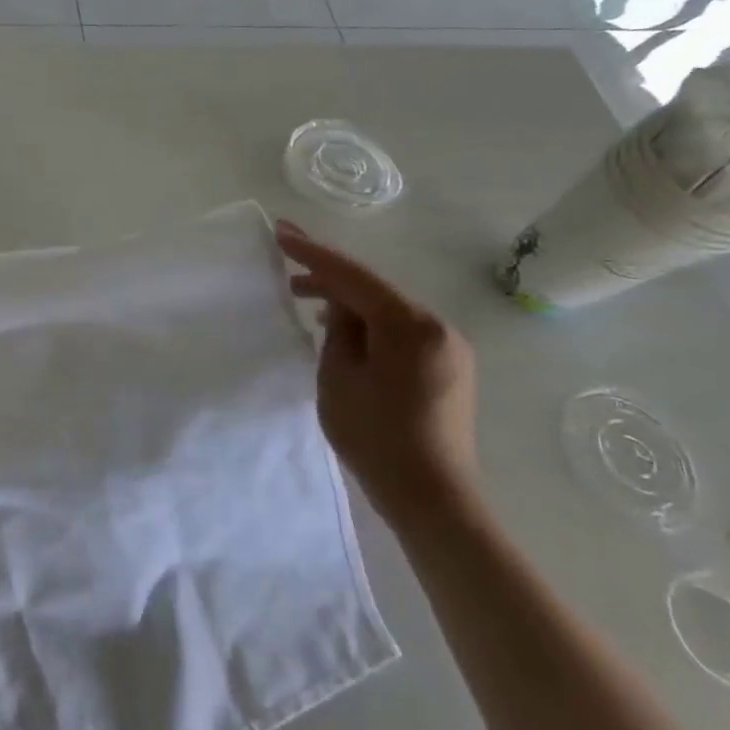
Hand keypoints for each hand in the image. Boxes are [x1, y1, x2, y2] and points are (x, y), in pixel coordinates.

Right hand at [276, 220, 479, 530]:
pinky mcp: (449, 369)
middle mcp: (438, 327)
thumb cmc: (376, 436)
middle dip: (330, 280)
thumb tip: (340, 307)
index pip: (353, 276)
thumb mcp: (339, 376)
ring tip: (308, 308)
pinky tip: (345, 335)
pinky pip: (402, 332)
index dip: (313, 253)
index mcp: (411, 325)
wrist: (432, 497)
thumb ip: (338, 330)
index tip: (280, 232)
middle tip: (286, 274)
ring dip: (349, 306)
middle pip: (374, 290)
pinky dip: (370, 327)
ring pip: (388, 311)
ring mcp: (449, 348)